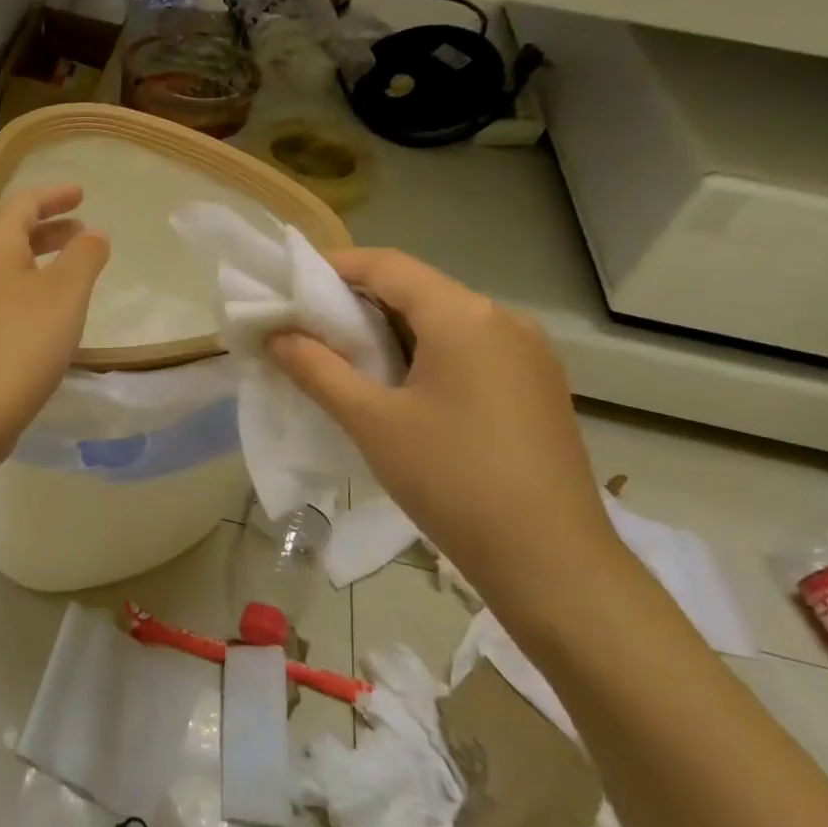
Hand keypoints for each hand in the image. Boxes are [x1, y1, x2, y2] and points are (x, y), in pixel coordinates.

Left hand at [0, 184, 109, 452]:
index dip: (54, 195)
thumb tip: (93, 234)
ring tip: (71, 268)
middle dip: (49, 227)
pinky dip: (29, 287)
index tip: (81, 193)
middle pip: (11, 233)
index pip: (23, 204)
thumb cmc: (21, 343)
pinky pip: (2, 294)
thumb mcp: (65, 293)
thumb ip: (85, 256)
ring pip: (6, 266)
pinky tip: (48, 312)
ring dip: (39, 259)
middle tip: (81, 229)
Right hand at [267, 247, 620, 606]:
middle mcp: (502, 319)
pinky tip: (400, 387)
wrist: (551, 561)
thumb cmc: (452, 481)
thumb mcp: (371, 422)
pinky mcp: (536, 384)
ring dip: (390, 330)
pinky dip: (425, 352)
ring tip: (345, 358)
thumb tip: (275, 335)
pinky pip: (469, 348)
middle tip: (308, 325)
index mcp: (464, 316)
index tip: (290, 283)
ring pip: (444, 320)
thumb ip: (316, 369)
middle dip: (358, 302)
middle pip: (417, 289)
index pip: (387, 266)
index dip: (334, 266)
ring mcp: (527, 352)